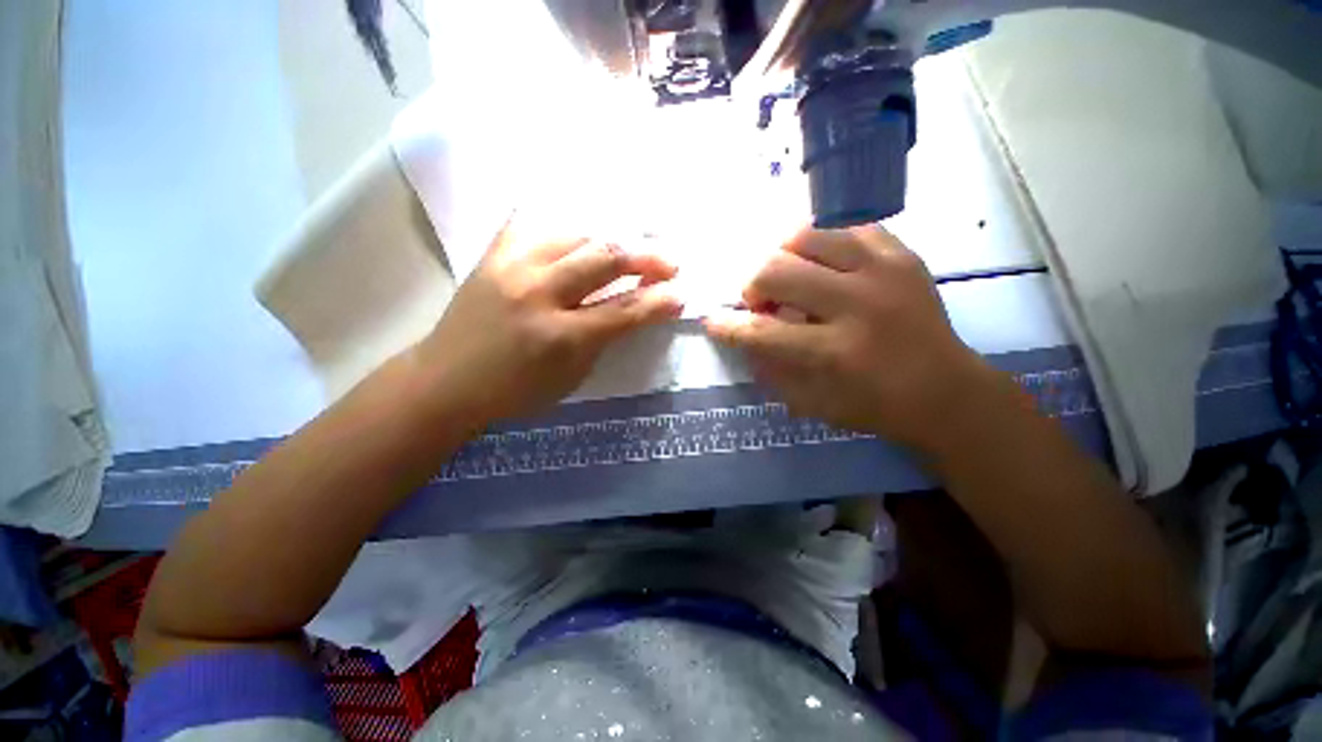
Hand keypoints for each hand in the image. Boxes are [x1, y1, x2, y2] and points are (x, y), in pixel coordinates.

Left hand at [415, 220, 682, 424]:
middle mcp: (538, 294)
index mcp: (561, 337)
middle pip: (604, 259)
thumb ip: (604, 339)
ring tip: (632, 246)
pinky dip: (562, 224)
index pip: (624, 310)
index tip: (681, 294)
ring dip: (613, 240)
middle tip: (669, 261)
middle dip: (646, 257)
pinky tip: (579, 226)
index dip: (658, 301)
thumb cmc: (515, 390)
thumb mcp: (572, 377)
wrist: (446, 381)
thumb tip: (634, 309)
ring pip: (576, 235)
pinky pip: (531, 222)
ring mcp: (511, 266)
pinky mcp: (492, 254)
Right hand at [705, 225, 991, 448]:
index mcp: (836, 352)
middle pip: (776, 270)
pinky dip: (820, 243)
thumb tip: (741, 334)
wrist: (946, 390)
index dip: (728, 326)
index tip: (712, 321)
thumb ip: (770, 367)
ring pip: (806, 234)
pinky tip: (819, 264)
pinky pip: (845, 226)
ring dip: (781, 255)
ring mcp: (885, 270)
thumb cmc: (874, 404)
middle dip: (752, 285)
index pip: (762, 332)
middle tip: (760, 301)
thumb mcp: (812, 402)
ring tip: (787, 275)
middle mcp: (859, 303)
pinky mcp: (902, 253)